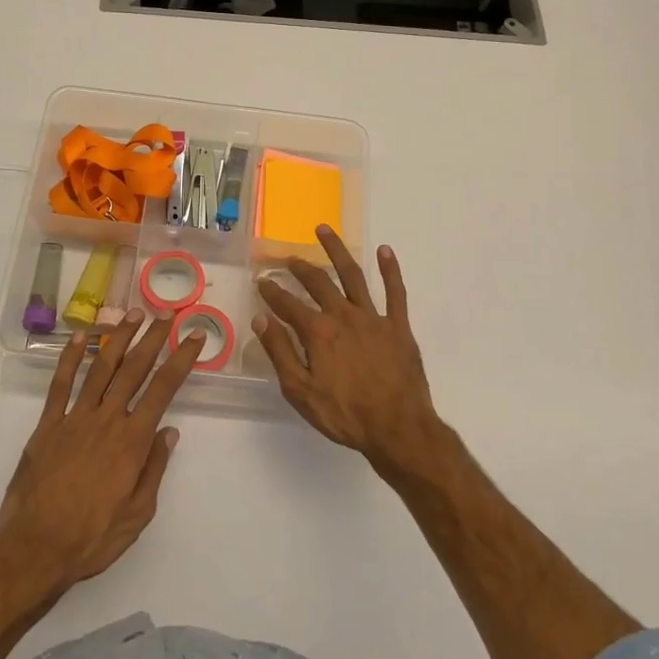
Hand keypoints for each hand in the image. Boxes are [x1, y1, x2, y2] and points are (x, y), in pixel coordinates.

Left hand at [0, 312, 204, 587]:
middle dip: (153, 338)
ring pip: (100, 368)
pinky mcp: (48, 425)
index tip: (195, 337)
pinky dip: (70, 358)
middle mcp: (107, 420)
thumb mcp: (138, 513)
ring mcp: (75, 418)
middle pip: (134, 369)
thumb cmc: (92, 537)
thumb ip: (154, 468)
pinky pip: (60, 385)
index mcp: (132, 440)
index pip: (164, 389)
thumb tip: (169, 432)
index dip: (181, 360)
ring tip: (133, 314)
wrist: (35, 548)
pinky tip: (80, 337)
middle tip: (166, 314)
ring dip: (118, 338)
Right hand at [253, 228, 440, 470]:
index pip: (288, 305)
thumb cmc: (345, 415)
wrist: (397, 428)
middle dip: (300, 268)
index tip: (262, 281)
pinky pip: (395, 292)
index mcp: (318, 332)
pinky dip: (390, 269)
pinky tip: (385, 250)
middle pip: (318, 283)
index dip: (272, 292)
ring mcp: (373, 318)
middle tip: (289, 258)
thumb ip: (280, 353)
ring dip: (337, 251)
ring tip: (325, 230)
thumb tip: (260, 320)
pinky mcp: (398, 326)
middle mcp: (344, 316)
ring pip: (353, 275)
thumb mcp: (300, 391)